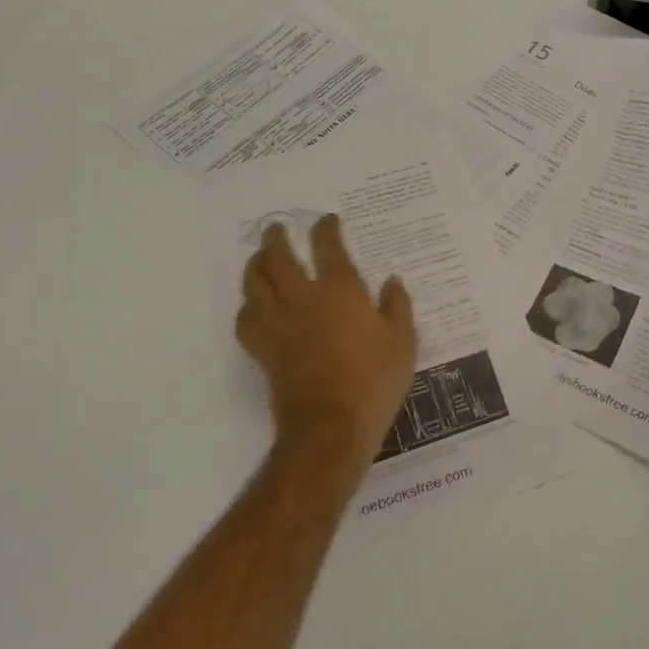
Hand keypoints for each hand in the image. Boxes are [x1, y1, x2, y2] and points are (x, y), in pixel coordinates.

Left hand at [237, 215, 417, 462]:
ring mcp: (278, 324)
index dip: (326, 228)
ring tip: (258, 257)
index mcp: (340, 290)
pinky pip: (245, 319)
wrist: (331, 427)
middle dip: (277, 237)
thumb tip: (391, 281)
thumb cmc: (374, 380)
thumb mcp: (403, 341)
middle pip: (279, 256)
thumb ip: (397, 306)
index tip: (328, 220)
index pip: (327, 246)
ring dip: (255, 264)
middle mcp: (303, 298)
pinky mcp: (263, 350)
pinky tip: (253, 305)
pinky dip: (247, 306)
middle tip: (277, 228)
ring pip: (254, 283)